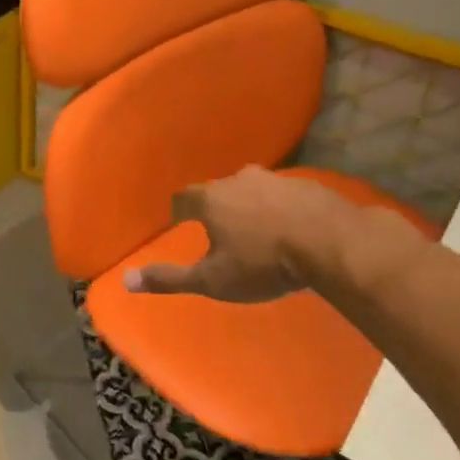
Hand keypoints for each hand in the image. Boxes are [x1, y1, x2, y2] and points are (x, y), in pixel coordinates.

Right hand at [124, 166, 380, 302]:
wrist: (333, 244)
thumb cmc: (263, 264)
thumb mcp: (212, 280)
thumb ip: (169, 279)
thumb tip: (126, 280)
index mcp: (211, 200)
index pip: (184, 198)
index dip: (180, 211)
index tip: (181, 223)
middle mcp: (239, 180)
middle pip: (219, 191)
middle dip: (217, 208)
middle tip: (222, 232)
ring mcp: (277, 179)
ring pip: (254, 190)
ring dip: (252, 207)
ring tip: (259, 232)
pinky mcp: (309, 185)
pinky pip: (286, 196)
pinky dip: (283, 209)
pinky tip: (294, 229)